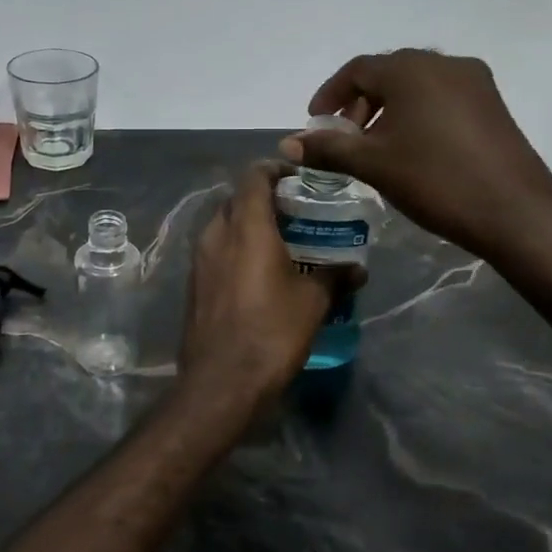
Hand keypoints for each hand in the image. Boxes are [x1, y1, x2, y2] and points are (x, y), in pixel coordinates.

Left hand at [179, 162, 341, 403]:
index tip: (298, 177)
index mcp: (245, 226)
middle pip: (236, 199)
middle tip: (295, 210)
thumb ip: (334, 277)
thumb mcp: (313, 302)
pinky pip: (216, 251)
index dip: (276, 169)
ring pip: (223, 225)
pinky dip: (236, 248)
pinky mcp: (193, 284)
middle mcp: (216, 234)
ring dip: (248, 224)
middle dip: (263, 198)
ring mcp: (199, 260)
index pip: (254, 176)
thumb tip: (358, 270)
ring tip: (280, 240)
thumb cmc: (272, 332)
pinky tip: (258, 271)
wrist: (221, 382)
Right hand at [281, 49, 551, 265]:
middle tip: (344, 139)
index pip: (357, 70)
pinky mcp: (492, 104)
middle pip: (387, 73)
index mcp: (411, 69)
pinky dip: (416, 114)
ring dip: (388, 109)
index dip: (330, 95)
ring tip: (376, 147)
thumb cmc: (434, 180)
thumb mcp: (373, 164)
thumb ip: (328, 149)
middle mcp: (444, 63)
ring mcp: (474, 81)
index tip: (315, 124)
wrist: (513, 211)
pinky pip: (441, 97)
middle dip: (359, 104)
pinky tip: (412, 148)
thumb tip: (287, 143)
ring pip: (416, 86)